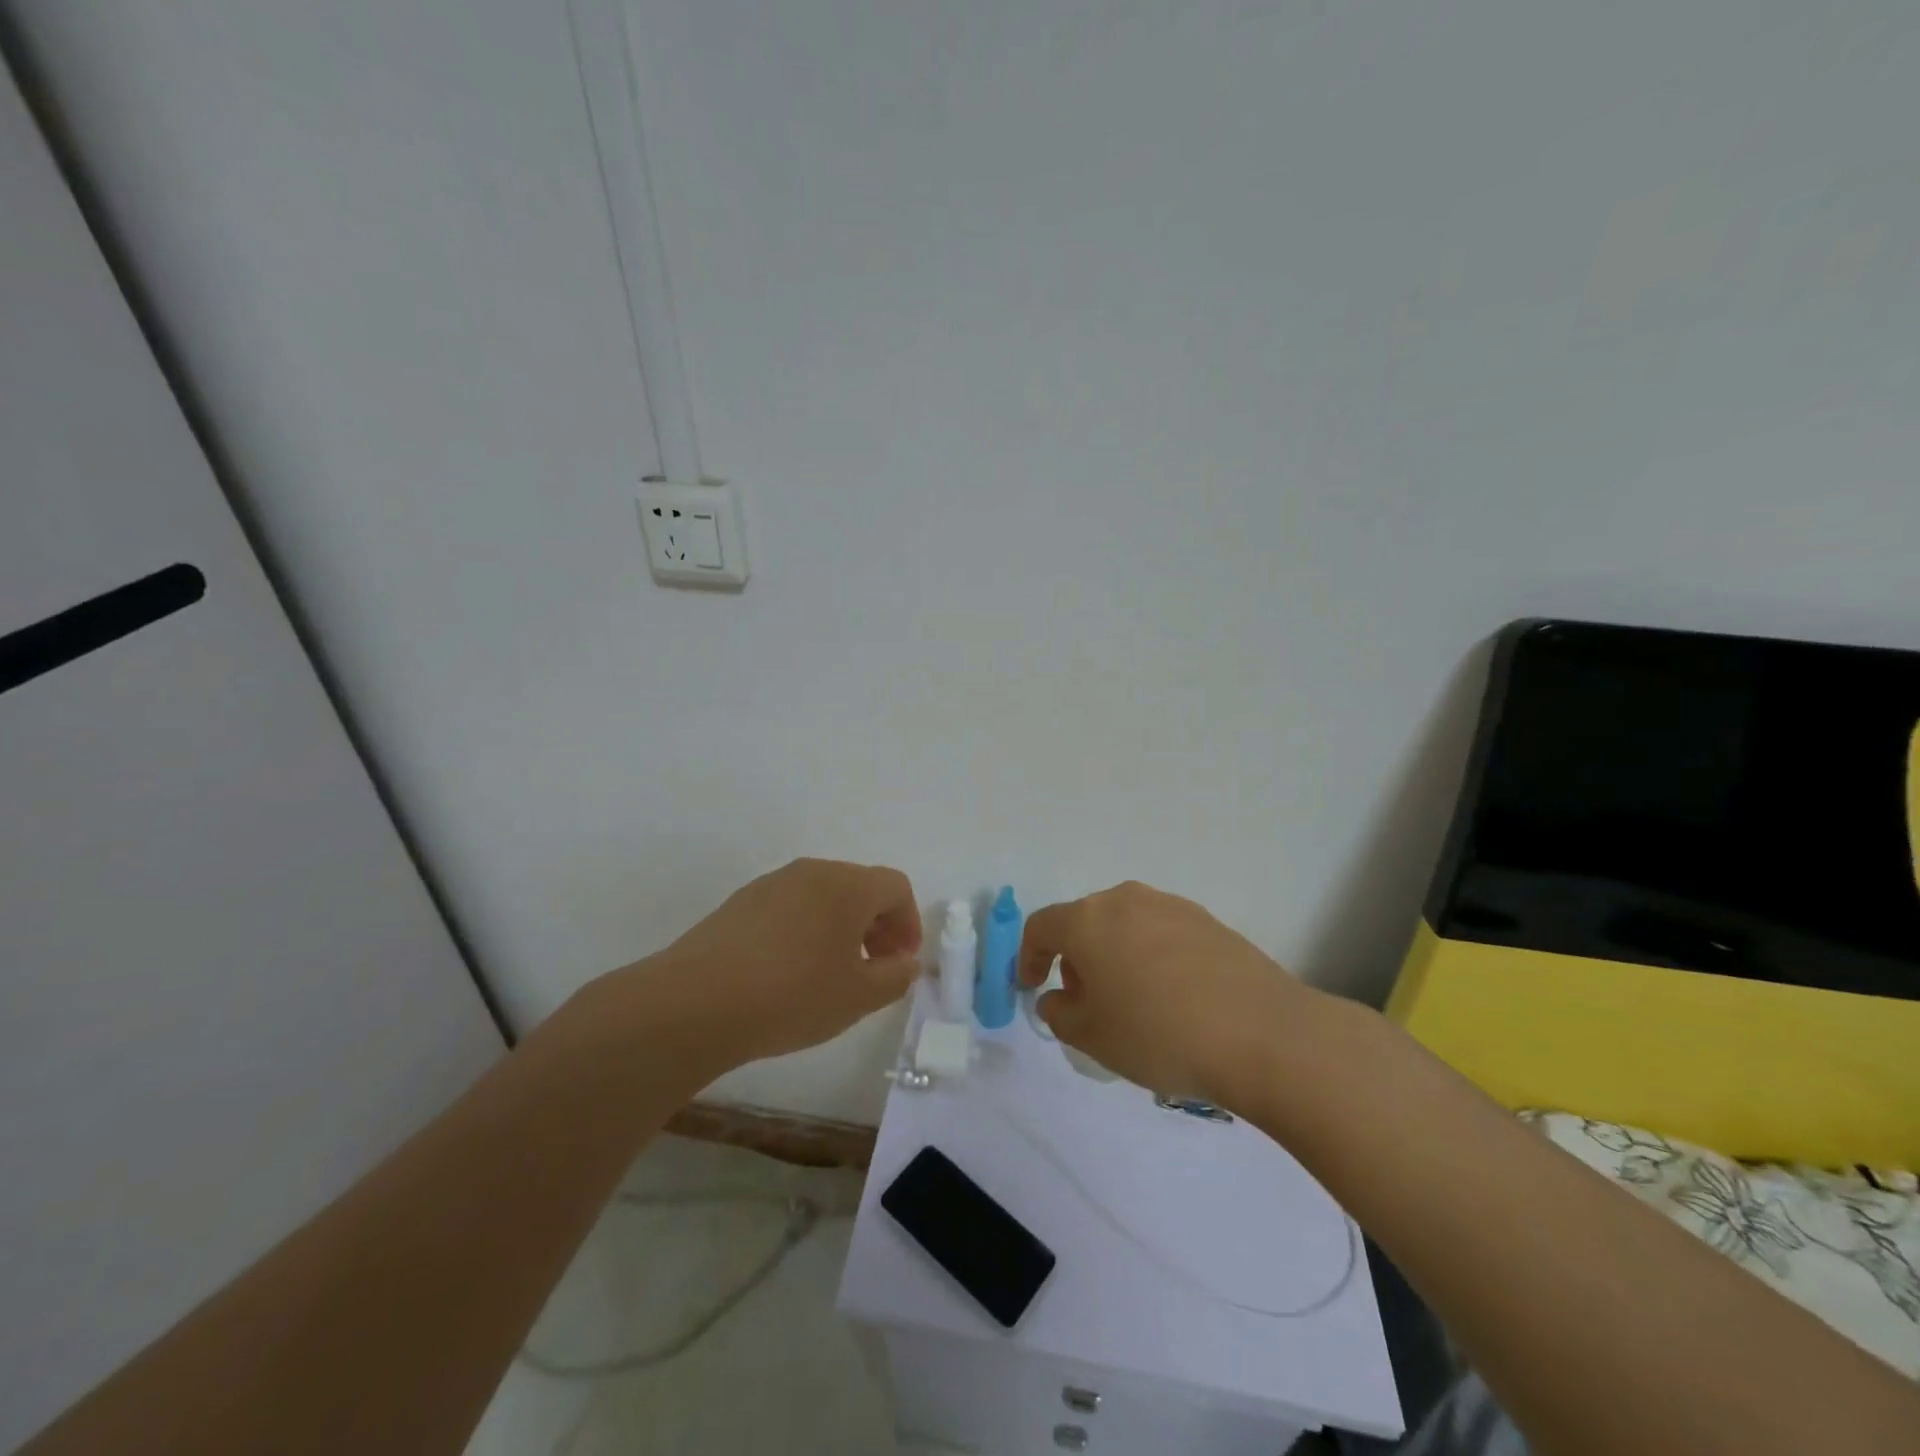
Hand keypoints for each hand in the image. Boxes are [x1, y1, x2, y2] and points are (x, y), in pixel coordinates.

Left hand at [626, 858, 922, 1069]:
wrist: (694, 1003)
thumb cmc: (791, 996)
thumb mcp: (857, 997)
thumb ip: (895, 976)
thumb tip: (906, 962)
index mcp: (847, 886)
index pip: (896, 887)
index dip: (908, 923)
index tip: (900, 962)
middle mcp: (812, 872)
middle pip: (860, 886)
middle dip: (878, 924)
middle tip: (874, 968)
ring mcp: (772, 883)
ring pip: (824, 895)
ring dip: (842, 927)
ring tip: (832, 972)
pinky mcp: (741, 902)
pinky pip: (791, 906)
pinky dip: (807, 928)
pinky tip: (790, 971)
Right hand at [1018, 881, 1314, 1106]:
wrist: (1262, 1033)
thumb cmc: (1159, 1034)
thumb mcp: (1091, 1037)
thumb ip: (1059, 1012)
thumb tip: (1060, 997)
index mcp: (1088, 920)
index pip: (1041, 927)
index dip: (1028, 957)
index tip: (1030, 987)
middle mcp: (1126, 900)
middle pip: (1085, 922)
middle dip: (1076, 959)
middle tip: (1086, 1002)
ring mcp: (1171, 906)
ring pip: (1125, 926)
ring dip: (1115, 956)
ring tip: (1133, 1002)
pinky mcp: (1209, 921)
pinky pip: (1162, 934)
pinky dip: (1152, 957)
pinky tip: (1173, 997)